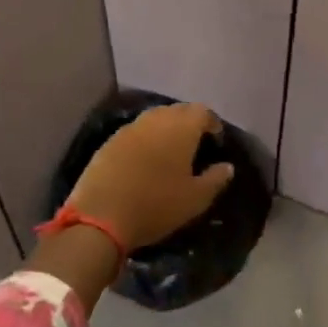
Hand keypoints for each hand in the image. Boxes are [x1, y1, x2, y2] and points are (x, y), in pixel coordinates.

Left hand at [68, 103, 234, 251]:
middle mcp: (156, 119)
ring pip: (155, 118)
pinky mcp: (110, 140)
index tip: (216, 140)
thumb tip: (227, 166)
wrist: (101, 216)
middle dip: (189, 122)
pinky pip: (136, 131)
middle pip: (178, 110)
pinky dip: (146, 139)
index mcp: (181, 128)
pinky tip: (145, 159)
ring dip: (166, 128)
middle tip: (195, 144)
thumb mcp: (195, 199)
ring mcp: (130, 128)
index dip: (212, 123)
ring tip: (170, 151)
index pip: (203, 111)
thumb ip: (215, 179)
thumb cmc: (156, 205)